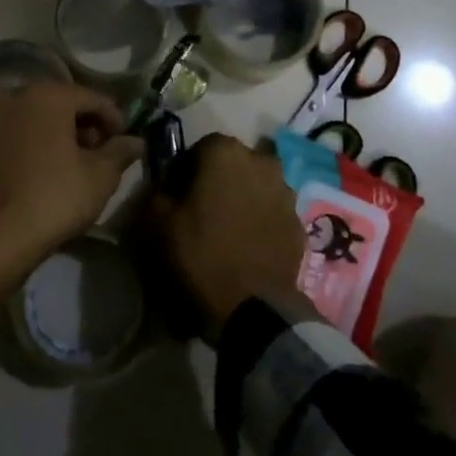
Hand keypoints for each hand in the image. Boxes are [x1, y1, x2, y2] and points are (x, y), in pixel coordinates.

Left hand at [0, 80, 143, 305]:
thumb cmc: (56, 197)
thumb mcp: (101, 176)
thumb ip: (120, 151)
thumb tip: (135, 141)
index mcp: (48, 95)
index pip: (93, 98)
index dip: (114, 118)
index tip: (125, 142)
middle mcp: (17, 97)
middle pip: (62, 103)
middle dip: (85, 124)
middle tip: (101, 152)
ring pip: (36, 117)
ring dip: (58, 133)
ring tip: (74, 163)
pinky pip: (16, 135)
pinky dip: (34, 143)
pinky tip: (45, 170)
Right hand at [146, 133, 303, 332]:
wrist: (252, 308)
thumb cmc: (200, 254)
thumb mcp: (157, 222)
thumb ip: (157, 192)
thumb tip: (164, 187)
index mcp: (226, 153)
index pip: (201, 146)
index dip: (186, 168)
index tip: (176, 192)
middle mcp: (262, 162)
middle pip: (233, 163)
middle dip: (217, 179)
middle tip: (201, 208)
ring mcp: (286, 193)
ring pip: (256, 185)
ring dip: (242, 197)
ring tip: (226, 228)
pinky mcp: (299, 224)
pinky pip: (272, 212)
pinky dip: (260, 220)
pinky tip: (246, 244)